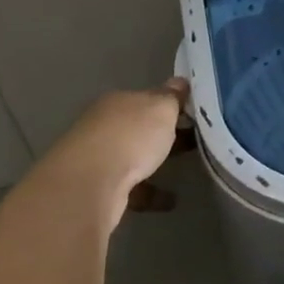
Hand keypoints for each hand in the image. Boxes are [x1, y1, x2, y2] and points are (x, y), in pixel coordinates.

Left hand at [33, 79, 188, 209]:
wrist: (89, 185)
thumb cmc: (130, 137)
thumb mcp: (161, 108)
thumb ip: (172, 97)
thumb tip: (180, 82)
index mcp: (117, 102)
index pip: (147, 97)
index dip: (170, 104)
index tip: (193, 113)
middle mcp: (103, 126)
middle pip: (140, 127)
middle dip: (164, 133)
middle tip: (195, 139)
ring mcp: (98, 158)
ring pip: (134, 156)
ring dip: (156, 162)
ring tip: (185, 168)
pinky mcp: (98, 188)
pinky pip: (132, 187)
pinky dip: (151, 193)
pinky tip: (170, 201)